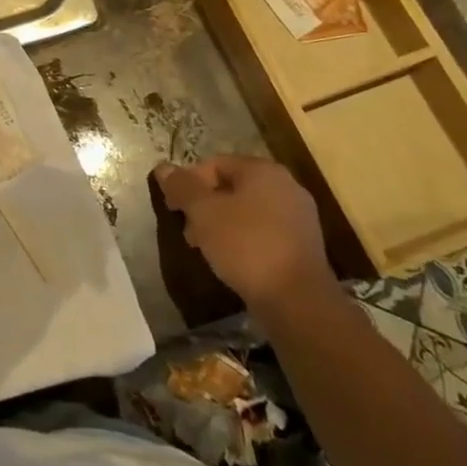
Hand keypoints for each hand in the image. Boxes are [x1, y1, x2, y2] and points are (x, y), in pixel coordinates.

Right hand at [155, 155, 335, 312]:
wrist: (298, 301)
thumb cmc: (246, 245)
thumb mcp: (203, 212)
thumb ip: (182, 187)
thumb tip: (163, 168)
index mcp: (263, 170)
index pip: (215, 164)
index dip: (189, 182)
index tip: (174, 208)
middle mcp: (286, 186)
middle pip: (232, 187)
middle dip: (205, 206)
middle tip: (188, 230)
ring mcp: (299, 217)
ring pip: (247, 211)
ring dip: (221, 224)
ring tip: (206, 248)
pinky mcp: (303, 246)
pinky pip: (263, 232)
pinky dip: (243, 240)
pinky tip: (231, 261)